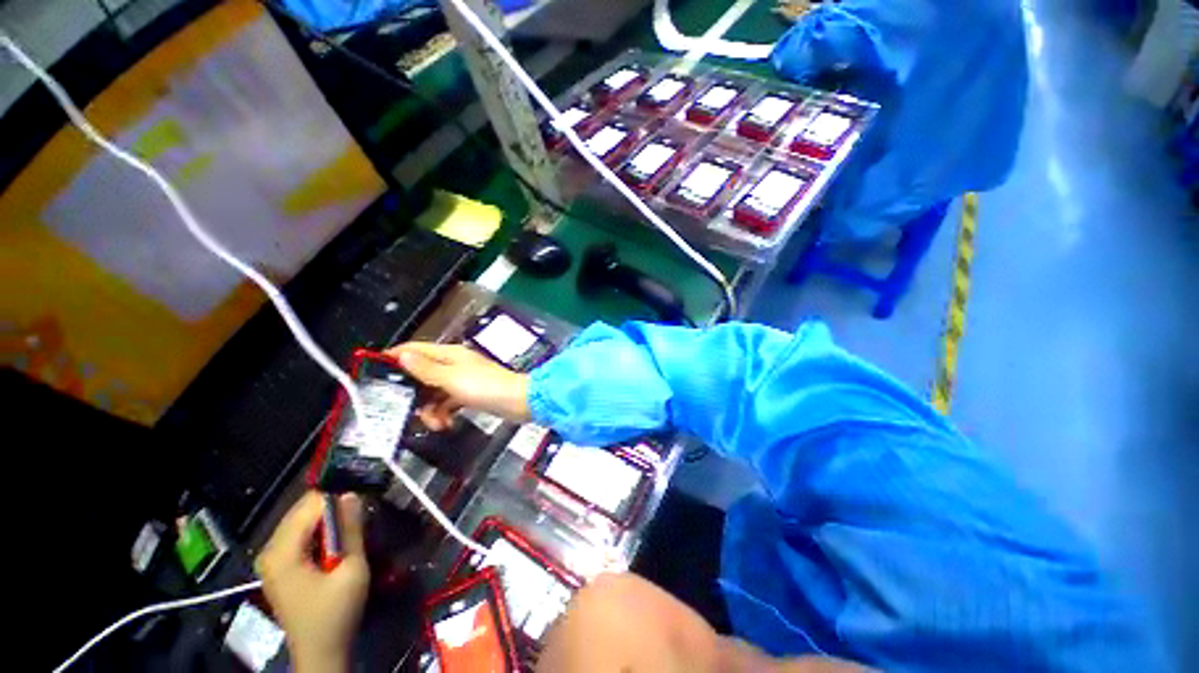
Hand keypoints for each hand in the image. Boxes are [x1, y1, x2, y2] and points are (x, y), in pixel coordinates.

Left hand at [257, 492, 368, 672]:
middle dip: (332, 509)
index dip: (338, 501)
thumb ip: (351, 530)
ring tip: (350, 533)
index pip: (310, 505)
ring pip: (301, 520)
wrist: (320, 652)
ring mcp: (270, 558)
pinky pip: (299, 534)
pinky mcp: (277, 565)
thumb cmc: (336, 613)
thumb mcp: (352, 570)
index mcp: (282, 551)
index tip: (361, 507)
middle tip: (358, 520)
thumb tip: (352, 494)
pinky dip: (319, 532)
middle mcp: (268, 550)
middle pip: (302, 510)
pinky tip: (335, 546)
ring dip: (327, 521)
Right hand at [385, 342, 530, 430]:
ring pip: (434, 393)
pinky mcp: (470, 395)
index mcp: (449, 355)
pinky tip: (445, 424)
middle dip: (413, 394)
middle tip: (406, 410)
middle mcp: (454, 365)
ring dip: (430, 409)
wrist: (519, 402)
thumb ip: (426, 369)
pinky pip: (448, 403)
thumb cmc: (486, 387)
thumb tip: (402, 355)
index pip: (415, 350)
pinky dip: (444, 413)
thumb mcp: (452, 379)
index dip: (394, 358)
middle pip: (422, 375)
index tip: (374, 371)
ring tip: (435, 423)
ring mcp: (462, 380)